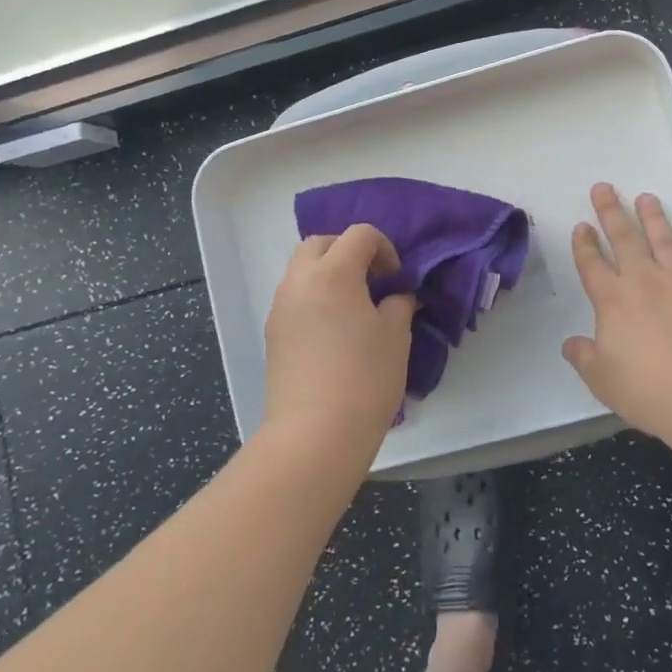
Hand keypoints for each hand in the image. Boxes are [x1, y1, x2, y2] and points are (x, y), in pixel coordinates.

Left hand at [263, 225, 414, 452]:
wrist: (313, 436)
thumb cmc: (364, 378)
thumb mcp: (396, 336)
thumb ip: (399, 304)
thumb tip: (397, 296)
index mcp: (333, 272)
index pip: (359, 234)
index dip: (384, 248)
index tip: (396, 279)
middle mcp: (300, 281)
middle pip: (321, 243)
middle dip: (348, 251)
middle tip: (372, 281)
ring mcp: (280, 307)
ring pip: (302, 269)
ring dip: (328, 273)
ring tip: (354, 307)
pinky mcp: (273, 334)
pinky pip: (294, 297)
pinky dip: (315, 297)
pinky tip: (334, 331)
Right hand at [562, 183, 671, 439]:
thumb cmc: (650, 389)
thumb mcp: (603, 380)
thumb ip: (585, 357)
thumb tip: (572, 344)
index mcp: (613, 299)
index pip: (592, 264)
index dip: (584, 244)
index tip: (582, 226)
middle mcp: (644, 280)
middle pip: (624, 237)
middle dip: (611, 211)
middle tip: (603, 188)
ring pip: (662, 238)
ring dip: (652, 217)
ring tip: (645, 198)